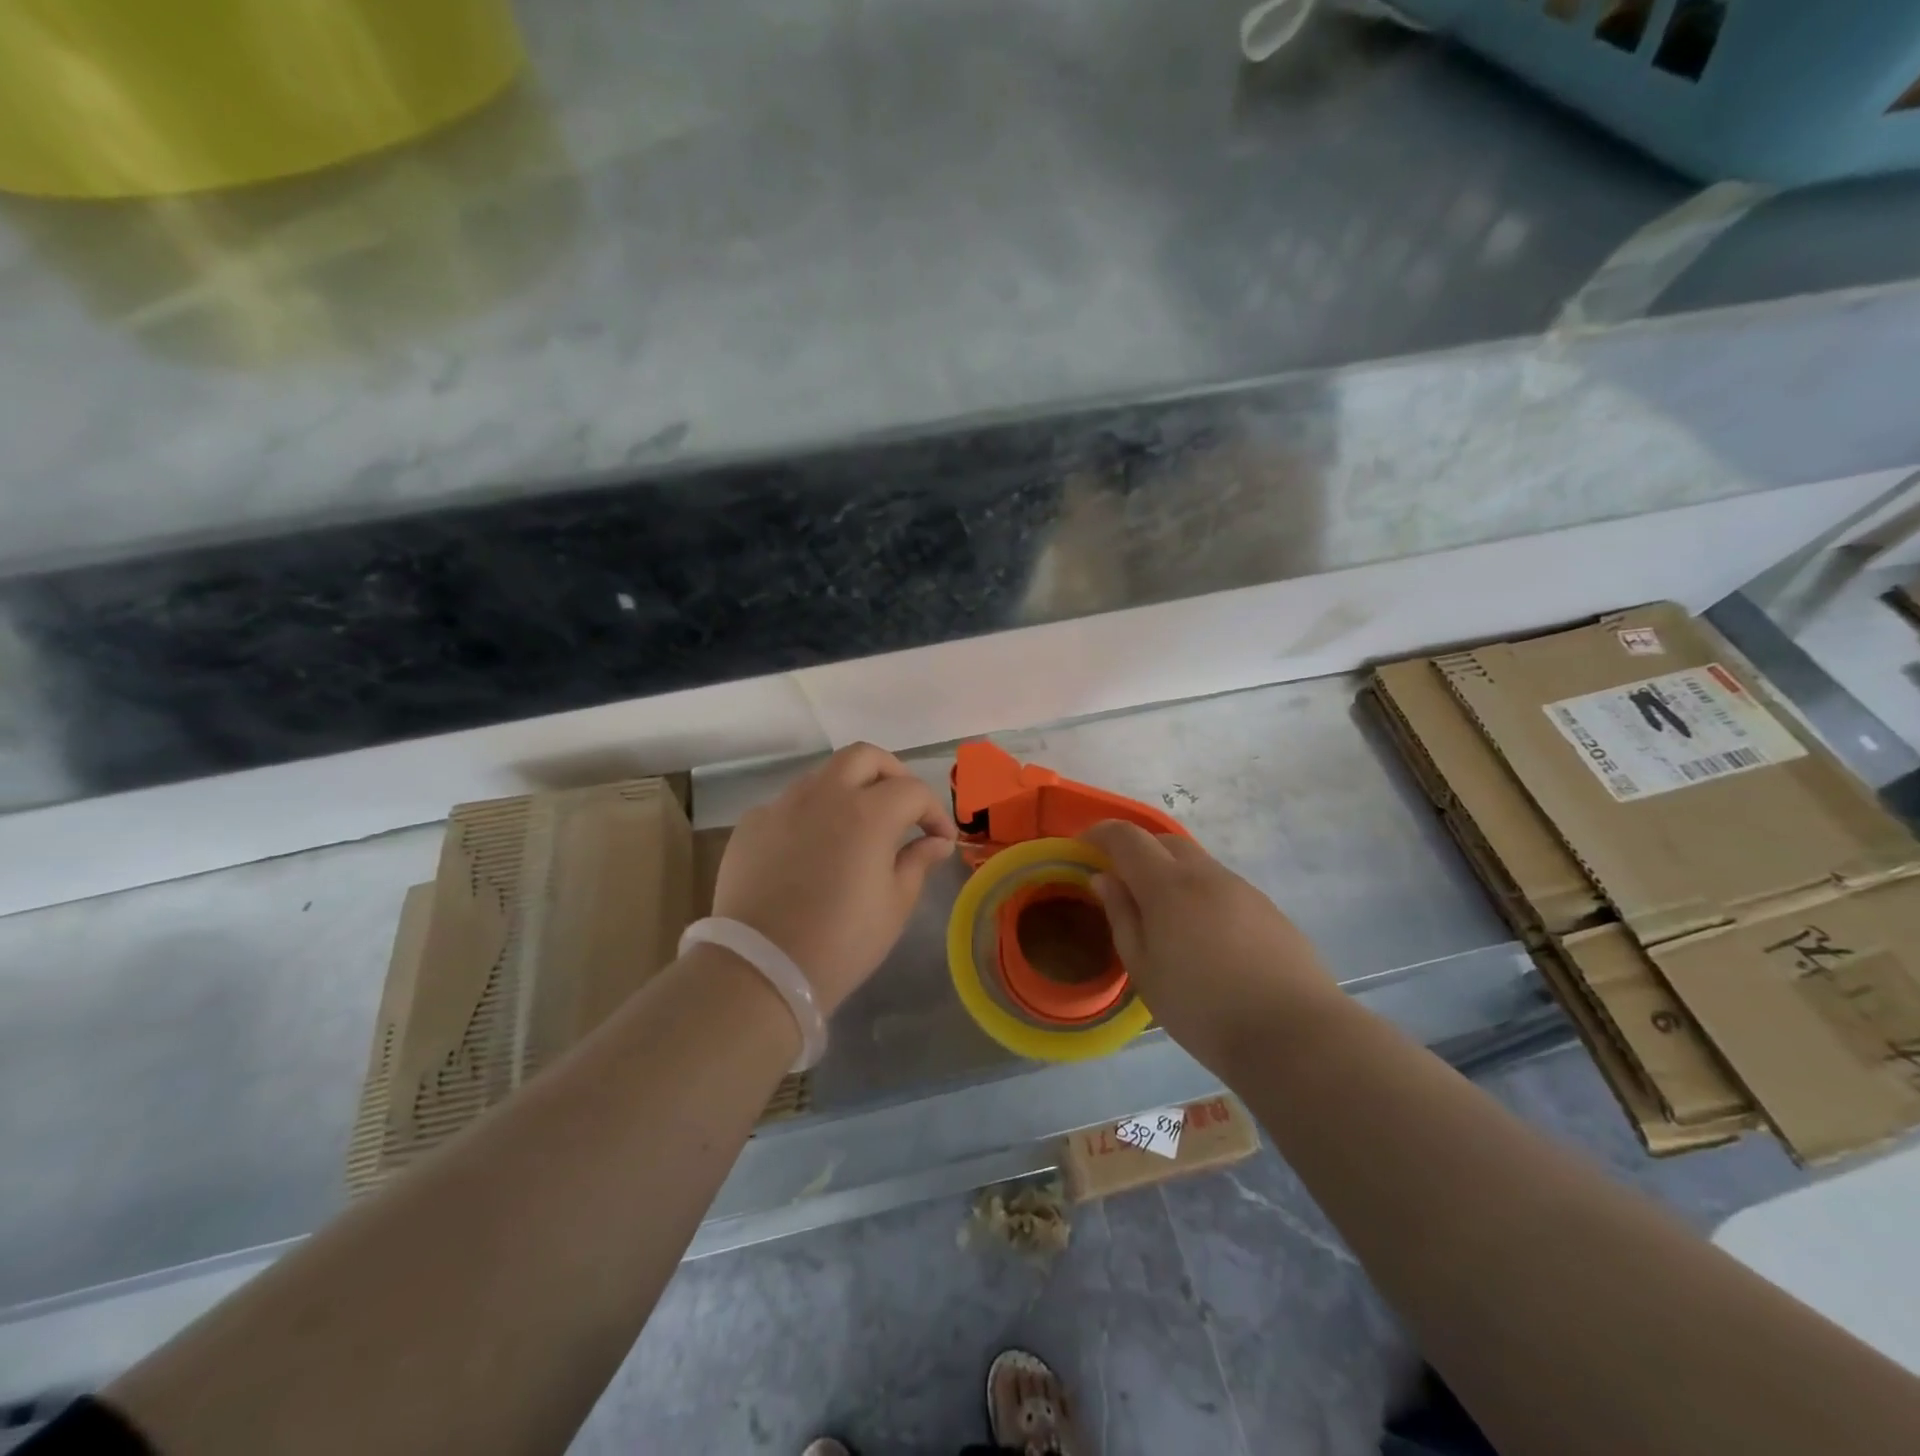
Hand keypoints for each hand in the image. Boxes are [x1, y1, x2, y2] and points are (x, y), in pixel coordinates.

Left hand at [713, 743, 957, 1013]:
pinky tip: (812, 849)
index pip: (912, 790)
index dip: (934, 811)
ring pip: (823, 775)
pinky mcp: (751, 824)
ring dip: (848, 790)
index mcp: (867, 812)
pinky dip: (811, 815)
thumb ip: (917, 862)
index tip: (940, 839)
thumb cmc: (841, 942)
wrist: (760, 969)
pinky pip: (789, 804)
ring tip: (857, 826)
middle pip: (864, 756)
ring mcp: (782, 805)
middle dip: (891, 774)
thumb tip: (936, 842)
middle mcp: (824, 795)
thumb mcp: (894, 906)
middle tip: (902, 807)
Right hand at [1082, 820, 1342, 1073]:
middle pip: (1164, 841)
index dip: (1100, 833)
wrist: (1293, 1035)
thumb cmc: (1202, 1008)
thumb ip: (1121, 916)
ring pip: (1196, 863)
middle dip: (1136, 850)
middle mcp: (1206, 874)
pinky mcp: (1268, 909)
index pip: (1126, 838)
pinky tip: (1203, 935)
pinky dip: (1200, 892)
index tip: (1082, 847)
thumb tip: (1104, 878)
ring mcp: (1242, 889)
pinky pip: (1222, 885)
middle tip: (1120, 881)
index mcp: (1168, 885)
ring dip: (1170, 872)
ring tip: (1162, 915)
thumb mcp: (1144, 970)